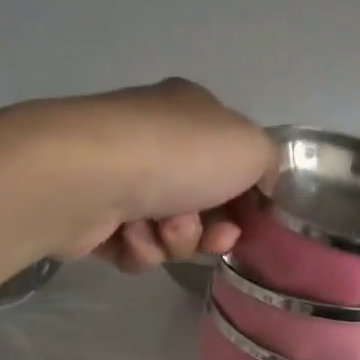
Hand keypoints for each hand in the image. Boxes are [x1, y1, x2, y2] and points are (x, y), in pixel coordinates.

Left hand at [26, 79, 273, 271]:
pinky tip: (130, 234)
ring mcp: (120, 176)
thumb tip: (258, 187)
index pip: (230, 157)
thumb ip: (268, 165)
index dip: (246, 195)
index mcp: (191, 113)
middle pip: (203, 202)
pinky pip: (134, 246)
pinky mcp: (92, 214)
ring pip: (170, 230)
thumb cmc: (181, 154)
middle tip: (214, 237)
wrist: (91, 176)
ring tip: (161, 228)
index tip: (252, 220)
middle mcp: (154, 140)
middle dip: (212, 227)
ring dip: (176, 238)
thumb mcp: (252, 147)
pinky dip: (140, 247)